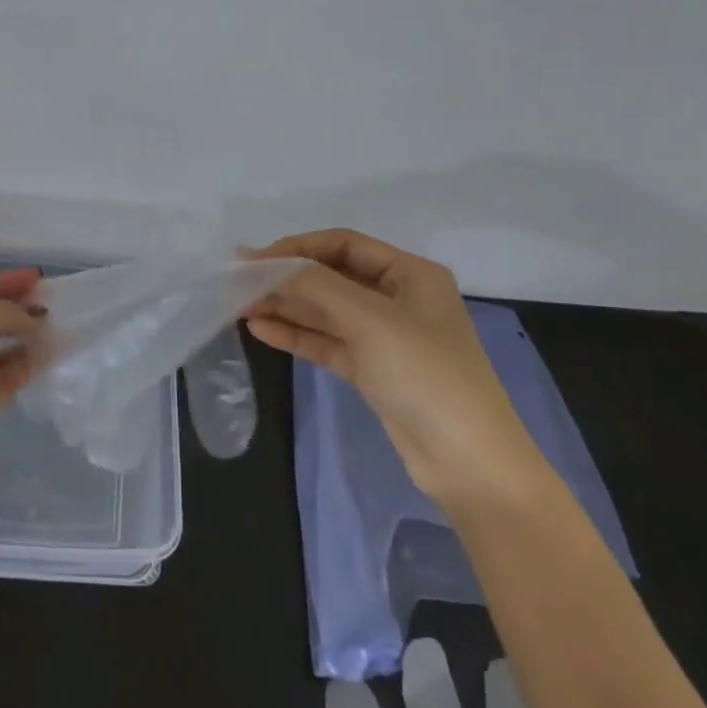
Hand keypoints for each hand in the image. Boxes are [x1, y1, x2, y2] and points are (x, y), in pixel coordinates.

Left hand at [0, 268, 47, 519]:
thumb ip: (2, 314)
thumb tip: (33, 316)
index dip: (1, 284)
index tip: (37, 278)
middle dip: (14, 313)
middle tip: (53, 305)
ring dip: (23, 342)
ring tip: (59, 330)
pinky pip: (0, 386)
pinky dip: (22, 370)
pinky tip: (47, 357)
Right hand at [245, 229, 545, 509]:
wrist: (468, 463)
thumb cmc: (426, 375)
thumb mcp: (370, 320)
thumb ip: (316, 287)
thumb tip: (266, 265)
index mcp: (410, 274)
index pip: (343, 244)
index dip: (297, 247)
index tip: (254, 259)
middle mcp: (397, 298)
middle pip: (331, 277)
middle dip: (286, 278)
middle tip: (238, 283)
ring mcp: (384, 337)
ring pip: (325, 312)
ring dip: (286, 307)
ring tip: (240, 306)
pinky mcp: (372, 370)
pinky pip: (327, 342)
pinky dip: (296, 335)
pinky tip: (261, 329)